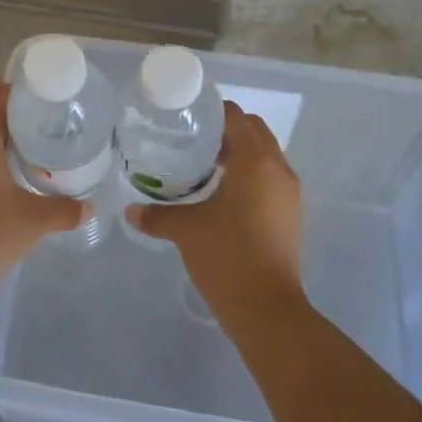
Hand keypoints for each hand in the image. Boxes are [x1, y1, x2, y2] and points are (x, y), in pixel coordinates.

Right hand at [125, 101, 306, 329]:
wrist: (267, 309)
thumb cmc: (227, 256)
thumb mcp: (186, 230)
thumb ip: (157, 215)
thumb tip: (130, 210)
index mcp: (255, 160)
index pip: (236, 117)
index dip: (212, 112)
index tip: (186, 118)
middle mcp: (278, 169)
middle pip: (254, 131)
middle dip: (226, 130)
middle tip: (192, 140)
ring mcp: (289, 192)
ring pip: (264, 155)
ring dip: (239, 152)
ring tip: (204, 165)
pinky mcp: (290, 213)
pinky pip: (269, 177)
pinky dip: (249, 174)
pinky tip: (221, 193)